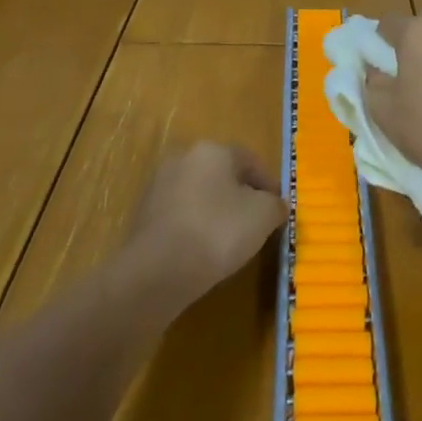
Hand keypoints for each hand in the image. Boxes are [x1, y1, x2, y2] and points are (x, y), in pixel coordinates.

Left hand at [125, 142, 286, 305]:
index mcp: (213, 150)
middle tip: (255, 224)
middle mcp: (183, 157)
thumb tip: (275, 205)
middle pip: (222, 175)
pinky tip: (203, 250)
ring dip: (215, 211)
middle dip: (240, 196)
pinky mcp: (143, 214)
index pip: (251, 161)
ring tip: (230, 241)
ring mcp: (159, 185)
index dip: (269, 185)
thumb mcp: (264, 215)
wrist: (157, 270)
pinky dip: (194, 227)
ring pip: (199, 195)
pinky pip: (180, 215)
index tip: (278, 211)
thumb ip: (275, 205)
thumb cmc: (218, 231)